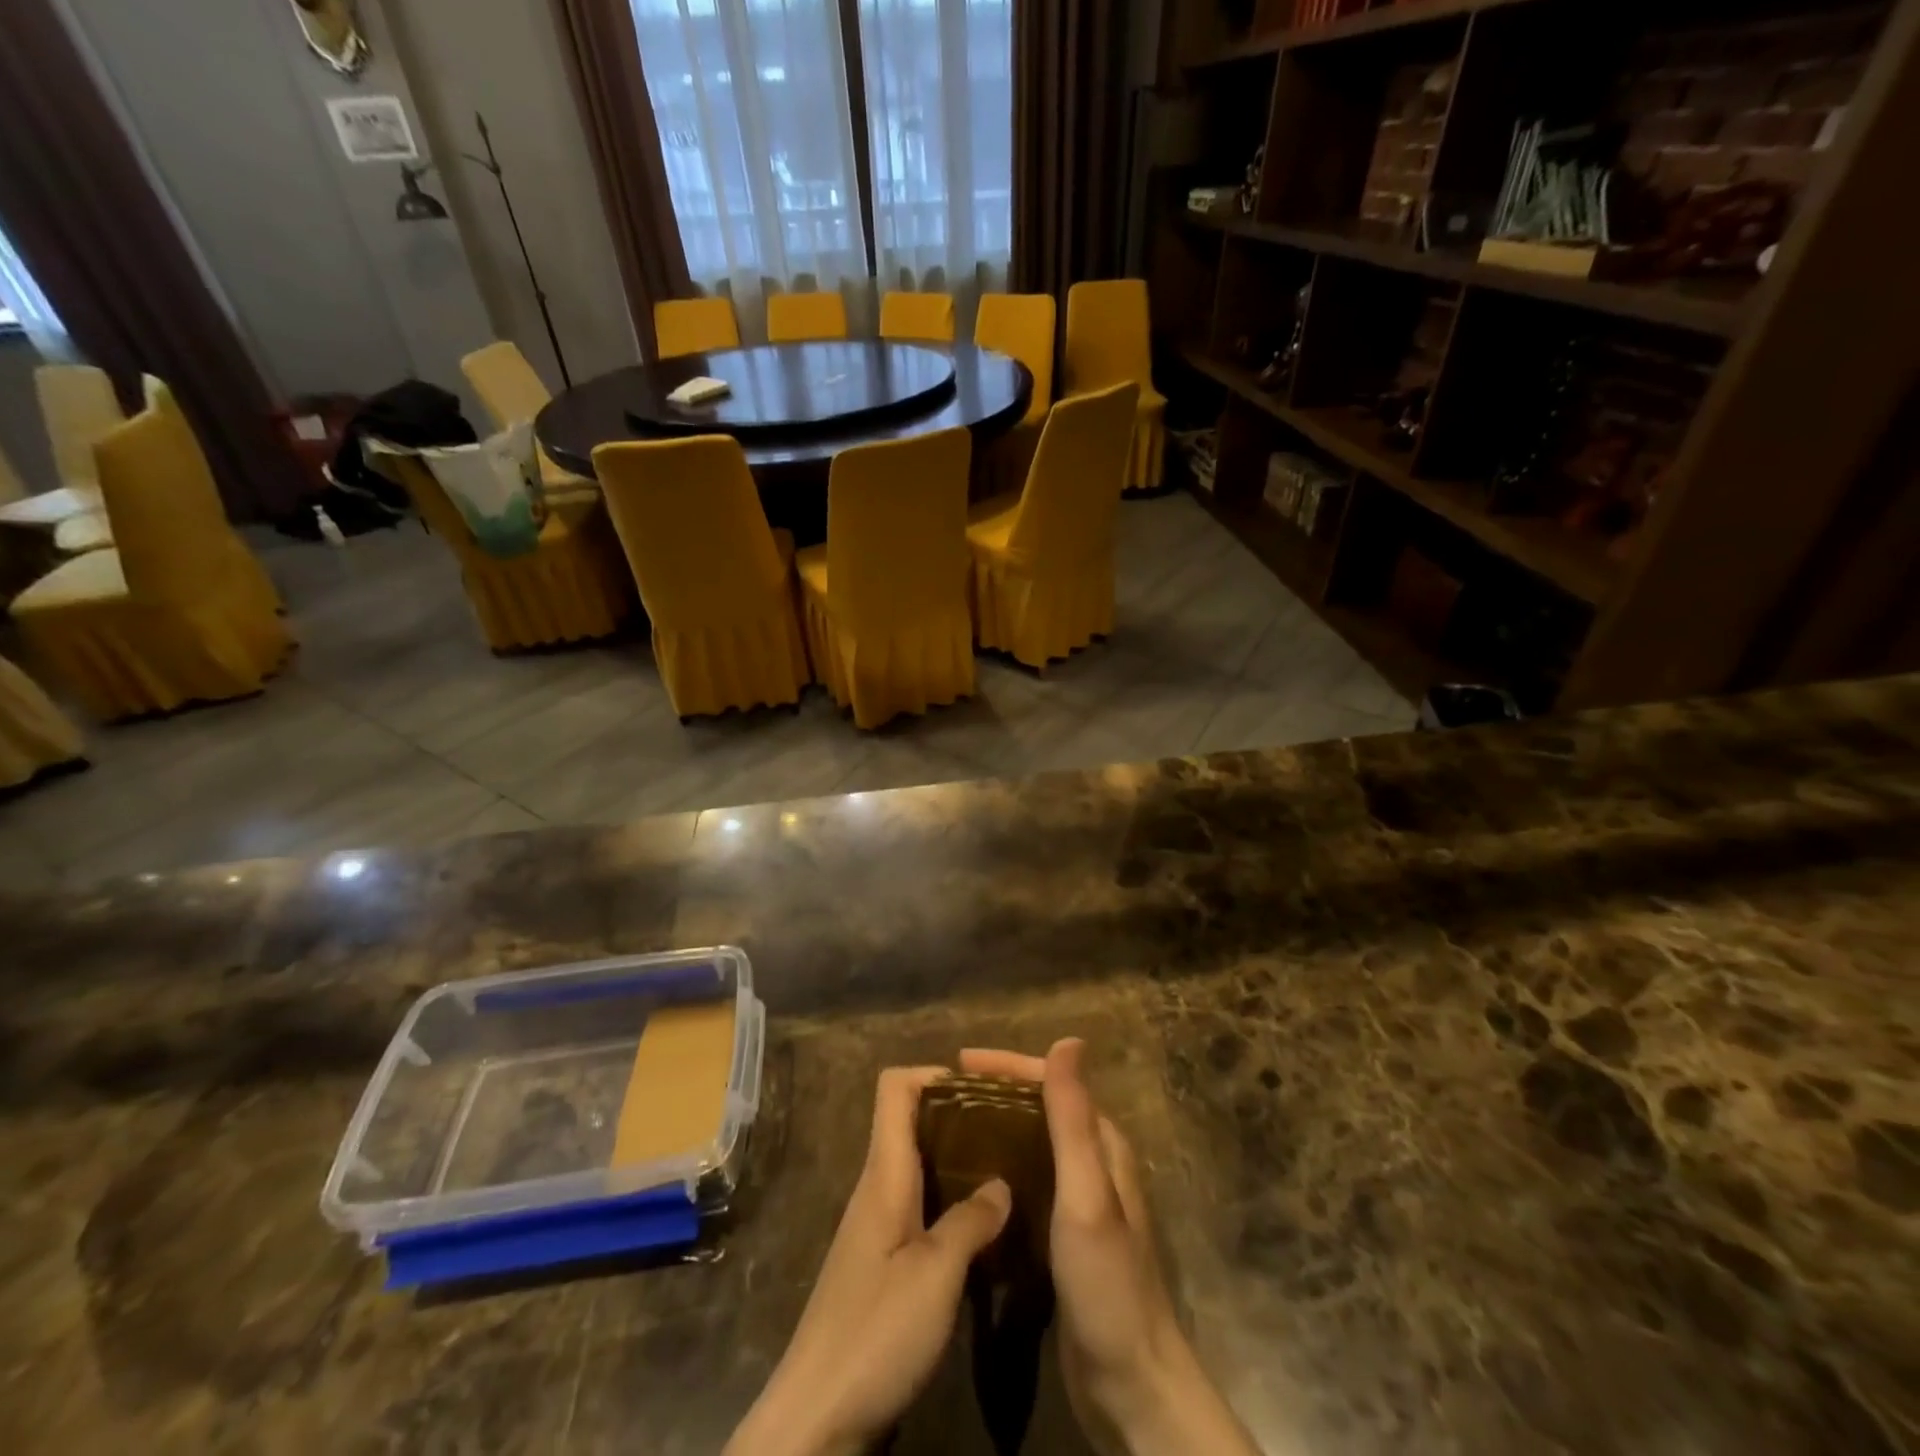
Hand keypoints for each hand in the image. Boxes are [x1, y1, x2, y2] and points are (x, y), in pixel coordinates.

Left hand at [725, 1067, 1011, 1455]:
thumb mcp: (935, 1276)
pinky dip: (952, 1201)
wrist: (816, 1420)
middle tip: (1010, 1127)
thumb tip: (1002, 1183)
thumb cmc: (875, 1334)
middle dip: (958, 1114)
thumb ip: (971, 1222)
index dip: (934, 1074)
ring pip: (919, 1166)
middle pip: (911, 1122)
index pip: (894, 1088)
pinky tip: (985, 1226)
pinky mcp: (883, 1263)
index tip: (983, 1088)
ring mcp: (878, 1226)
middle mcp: (878, 1188)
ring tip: (1008, 1168)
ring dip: (959, 1160)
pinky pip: (921, 1207)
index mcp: (884, 1174)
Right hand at [959, 1040, 1257, 1455]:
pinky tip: (969, 1181)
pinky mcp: (1063, 1235)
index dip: (1007, 1066)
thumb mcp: (1087, 1194)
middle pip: (1039, 1108)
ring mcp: (1079, 1201)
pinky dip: (998, 1168)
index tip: (959, 1063)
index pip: (1052, 1082)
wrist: (1132, 1385)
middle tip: (944, 1095)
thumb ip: (1074, 1118)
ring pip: (1031, 1144)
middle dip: (995, 1093)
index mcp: (1102, 1145)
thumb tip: (1069, 1040)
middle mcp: (1093, 1163)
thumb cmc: (1107, 1283)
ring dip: (994, 1128)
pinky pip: (1026, 1182)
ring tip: (947, 1129)